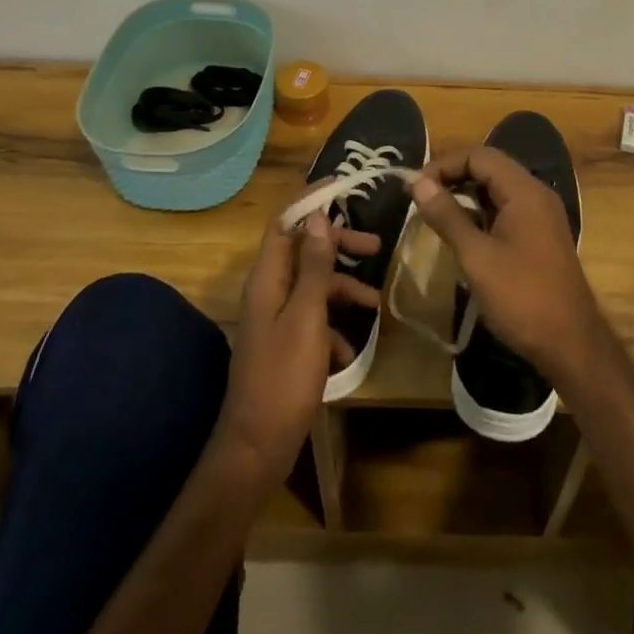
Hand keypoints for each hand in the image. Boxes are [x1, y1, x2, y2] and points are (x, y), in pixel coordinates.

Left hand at [213, 209, 380, 484]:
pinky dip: (334, 326)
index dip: (310, 201)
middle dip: (339, 245)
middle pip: (305, 251)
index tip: (343, 187)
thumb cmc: (283, 377)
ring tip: (376, 302)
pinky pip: (313, 320)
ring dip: (343, 288)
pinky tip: (349, 350)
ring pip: (313, 286)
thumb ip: (315, 267)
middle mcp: (268, 292)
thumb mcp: (307, 317)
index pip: (285, 222)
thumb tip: (318, 219)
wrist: (257, 446)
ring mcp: (275, 319)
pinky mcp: (284, 345)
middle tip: (376, 246)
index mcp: (268, 278)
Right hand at [407, 148, 611, 390]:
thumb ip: (447, 216)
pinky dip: (481, 212)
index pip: (479, 156)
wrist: (570, 343)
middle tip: (420, 197)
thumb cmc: (521, 297)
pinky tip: (461, 231)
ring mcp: (541, 215)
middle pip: (490, 167)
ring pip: (497, 189)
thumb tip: (417, 182)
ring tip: (434, 212)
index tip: (414, 187)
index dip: (444, 165)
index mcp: (524, 191)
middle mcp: (536, 194)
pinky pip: (506, 209)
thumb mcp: (477, 257)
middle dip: (453, 176)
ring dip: (466, 194)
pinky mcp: (539, 235)